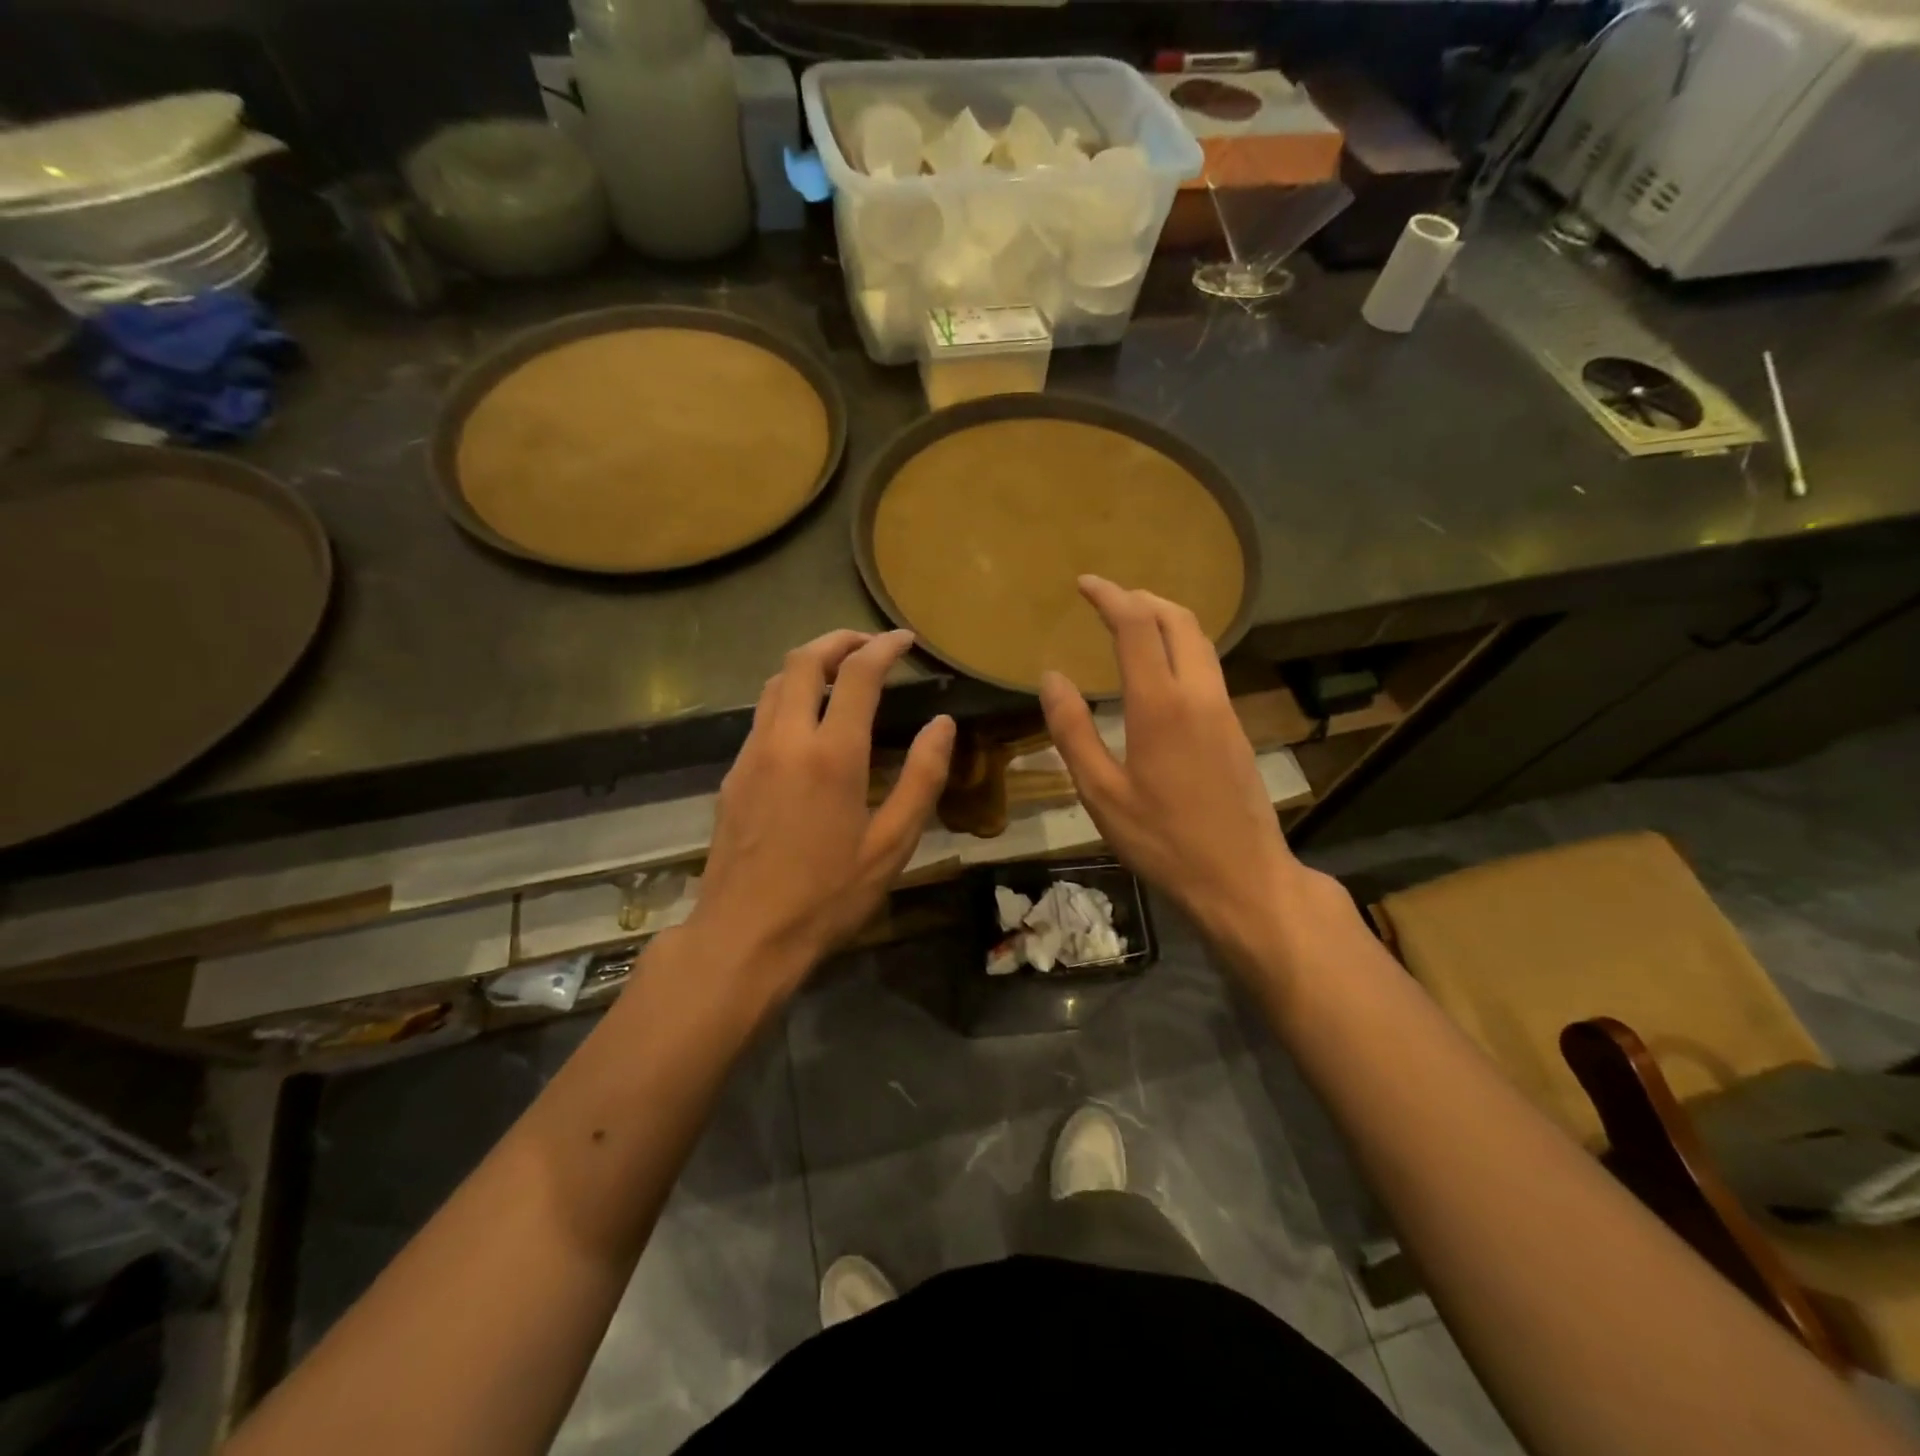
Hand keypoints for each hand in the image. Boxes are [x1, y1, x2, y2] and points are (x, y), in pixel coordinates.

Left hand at [687, 629, 954, 999]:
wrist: (744, 936)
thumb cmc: (827, 896)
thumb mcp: (891, 844)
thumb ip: (922, 778)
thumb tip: (943, 725)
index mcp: (832, 755)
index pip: (858, 674)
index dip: (884, 647)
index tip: (904, 640)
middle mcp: (786, 740)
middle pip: (803, 661)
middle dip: (838, 640)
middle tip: (869, 645)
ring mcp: (751, 755)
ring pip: (775, 684)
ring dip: (809, 665)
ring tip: (840, 674)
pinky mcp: (732, 775)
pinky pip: (762, 716)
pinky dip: (790, 698)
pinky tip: (809, 725)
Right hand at [1038, 576, 1308, 963]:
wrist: (1242, 878)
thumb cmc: (1163, 841)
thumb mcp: (1101, 794)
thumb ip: (1073, 731)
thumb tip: (1051, 678)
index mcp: (1160, 705)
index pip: (1136, 627)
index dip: (1110, 597)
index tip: (1084, 584)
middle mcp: (1198, 694)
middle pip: (1178, 620)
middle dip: (1142, 598)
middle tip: (1108, 599)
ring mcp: (1224, 710)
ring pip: (1200, 641)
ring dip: (1165, 619)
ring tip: (1132, 624)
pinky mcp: (1236, 728)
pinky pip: (1208, 667)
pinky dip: (1180, 647)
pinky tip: (1160, 672)